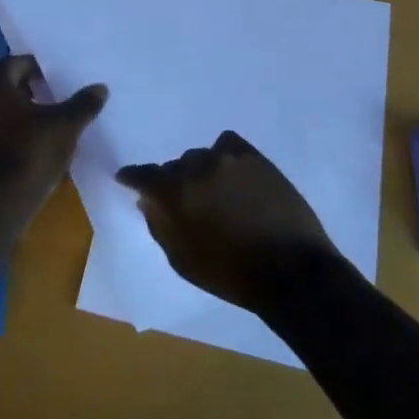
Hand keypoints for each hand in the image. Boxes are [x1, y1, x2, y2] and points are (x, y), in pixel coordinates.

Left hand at [0, 55, 105, 198]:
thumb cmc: (30, 153)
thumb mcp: (66, 126)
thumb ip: (83, 104)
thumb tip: (100, 88)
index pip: (15, 63)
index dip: (37, 67)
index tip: (57, 77)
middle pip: (6, 86)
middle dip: (30, 90)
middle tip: (56, 96)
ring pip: (0, 111)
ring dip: (22, 113)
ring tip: (50, 123)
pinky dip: (13, 133)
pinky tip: (35, 147)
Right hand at [116, 131, 341, 312]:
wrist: (290, 269)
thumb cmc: (231, 274)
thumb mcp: (184, 261)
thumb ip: (161, 226)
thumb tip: (147, 201)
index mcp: (176, 192)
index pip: (144, 175)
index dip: (133, 177)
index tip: (127, 179)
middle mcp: (198, 166)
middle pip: (176, 167)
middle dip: (176, 183)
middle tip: (188, 204)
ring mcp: (229, 158)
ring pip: (202, 156)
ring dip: (202, 172)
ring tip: (216, 193)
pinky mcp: (255, 156)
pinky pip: (229, 145)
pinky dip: (224, 157)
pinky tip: (232, 175)